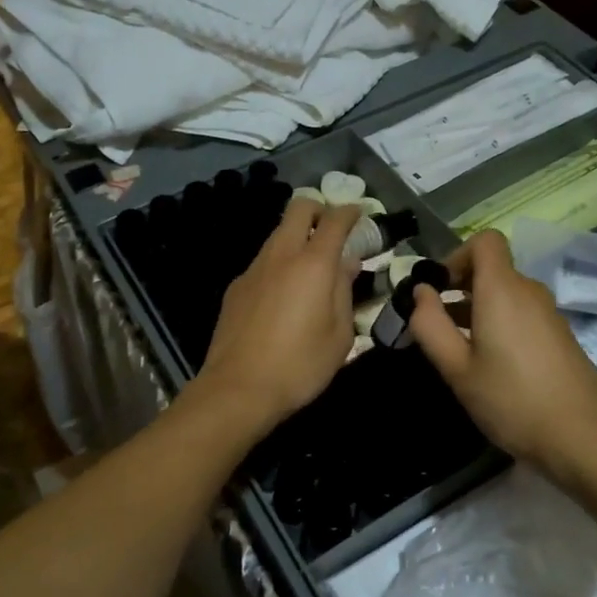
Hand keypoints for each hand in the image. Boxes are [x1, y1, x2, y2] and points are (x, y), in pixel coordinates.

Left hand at [192, 198, 361, 431]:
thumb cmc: (300, 365)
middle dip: (319, 210)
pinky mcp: (235, 287)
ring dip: (297, 238)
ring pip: (277, 234)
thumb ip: (344, 291)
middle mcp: (281, 255)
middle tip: (333, 231)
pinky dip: (278, 265)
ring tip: (310, 269)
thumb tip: (347, 263)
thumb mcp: (339, 335)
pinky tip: (283, 296)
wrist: (238, 388)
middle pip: (298, 208)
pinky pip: (263, 262)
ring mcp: (253, 269)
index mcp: (313, 264)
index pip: (335, 220)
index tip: (360, 214)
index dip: (350, 211)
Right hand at [408, 230, 596, 484]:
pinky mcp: (561, 335)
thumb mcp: (457, 368)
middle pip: (493, 269)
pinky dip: (501, 323)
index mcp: (503, 289)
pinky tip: (492, 364)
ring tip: (460, 349)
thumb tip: (420, 292)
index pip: (485, 241)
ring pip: (507, 293)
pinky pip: (523, 313)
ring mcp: (550, 313)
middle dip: (461, 287)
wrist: (583, 438)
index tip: (438, 290)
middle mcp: (529, 291)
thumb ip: (431, 325)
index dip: (456, 256)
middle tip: (438, 325)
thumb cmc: (512, 400)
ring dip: (479, 308)